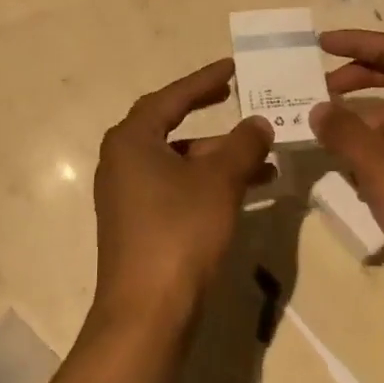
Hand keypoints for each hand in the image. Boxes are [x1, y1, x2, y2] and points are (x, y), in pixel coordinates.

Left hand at [92, 59, 273, 331]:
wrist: (146, 315)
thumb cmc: (179, 232)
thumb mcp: (219, 182)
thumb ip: (242, 146)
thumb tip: (259, 122)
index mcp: (131, 139)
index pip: (172, 96)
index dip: (204, 80)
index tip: (233, 67)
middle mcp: (122, 161)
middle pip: (171, 126)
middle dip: (207, 113)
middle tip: (236, 97)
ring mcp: (127, 195)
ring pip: (177, 161)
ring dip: (216, 156)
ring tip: (261, 156)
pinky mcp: (137, 225)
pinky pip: (176, 187)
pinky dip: (206, 183)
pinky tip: (243, 191)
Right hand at [310, 30, 383, 319]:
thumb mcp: (381, 170)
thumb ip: (345, 133)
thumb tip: (319, 109)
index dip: (357, 42)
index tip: (321, 45)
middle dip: (356, 82)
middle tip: (320, 93)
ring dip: (362, 125)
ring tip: (330, 145)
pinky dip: (378, 153)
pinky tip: (357, 181)